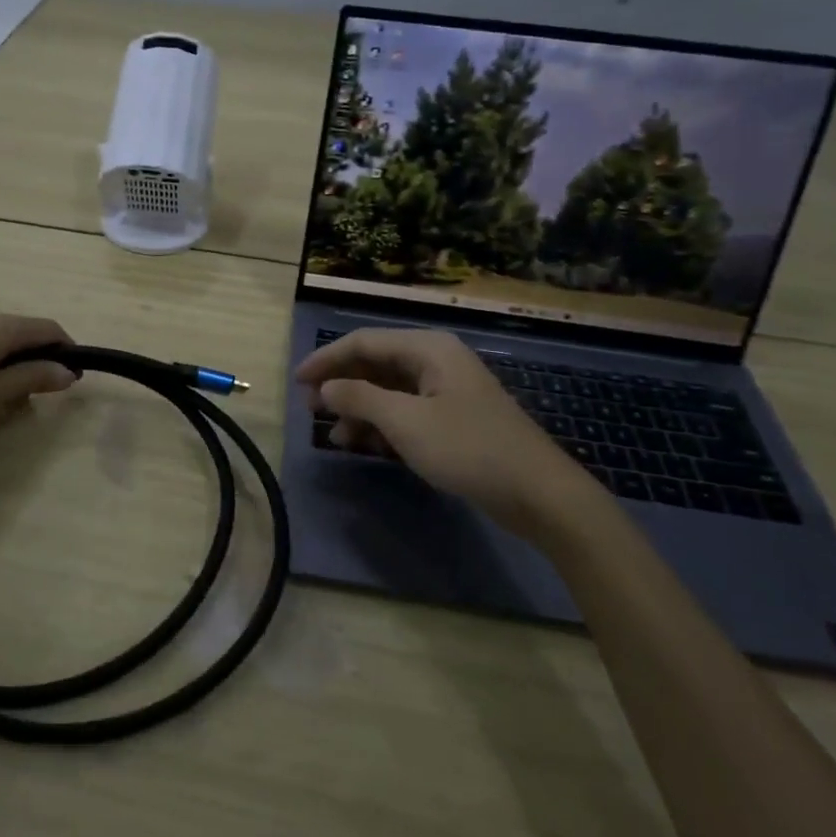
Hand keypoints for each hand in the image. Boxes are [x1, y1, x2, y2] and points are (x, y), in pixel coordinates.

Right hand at [296, 328, 608, 541]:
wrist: (539, 494)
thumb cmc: (468, 449)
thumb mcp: (406, 422)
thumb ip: (360, 398)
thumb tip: (325, 387)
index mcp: (428, 349)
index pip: (364, 342)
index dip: (326, 359)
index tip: (296, 381)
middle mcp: (436, 361)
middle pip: (376, 364)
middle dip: (342, 385)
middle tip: (310, 408)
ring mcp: (447, 391)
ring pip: (389, 390)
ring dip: (358, 409)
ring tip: (334, 435)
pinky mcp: (453, 419)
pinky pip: (406, 412)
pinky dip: (381, 425)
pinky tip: (363, 445)